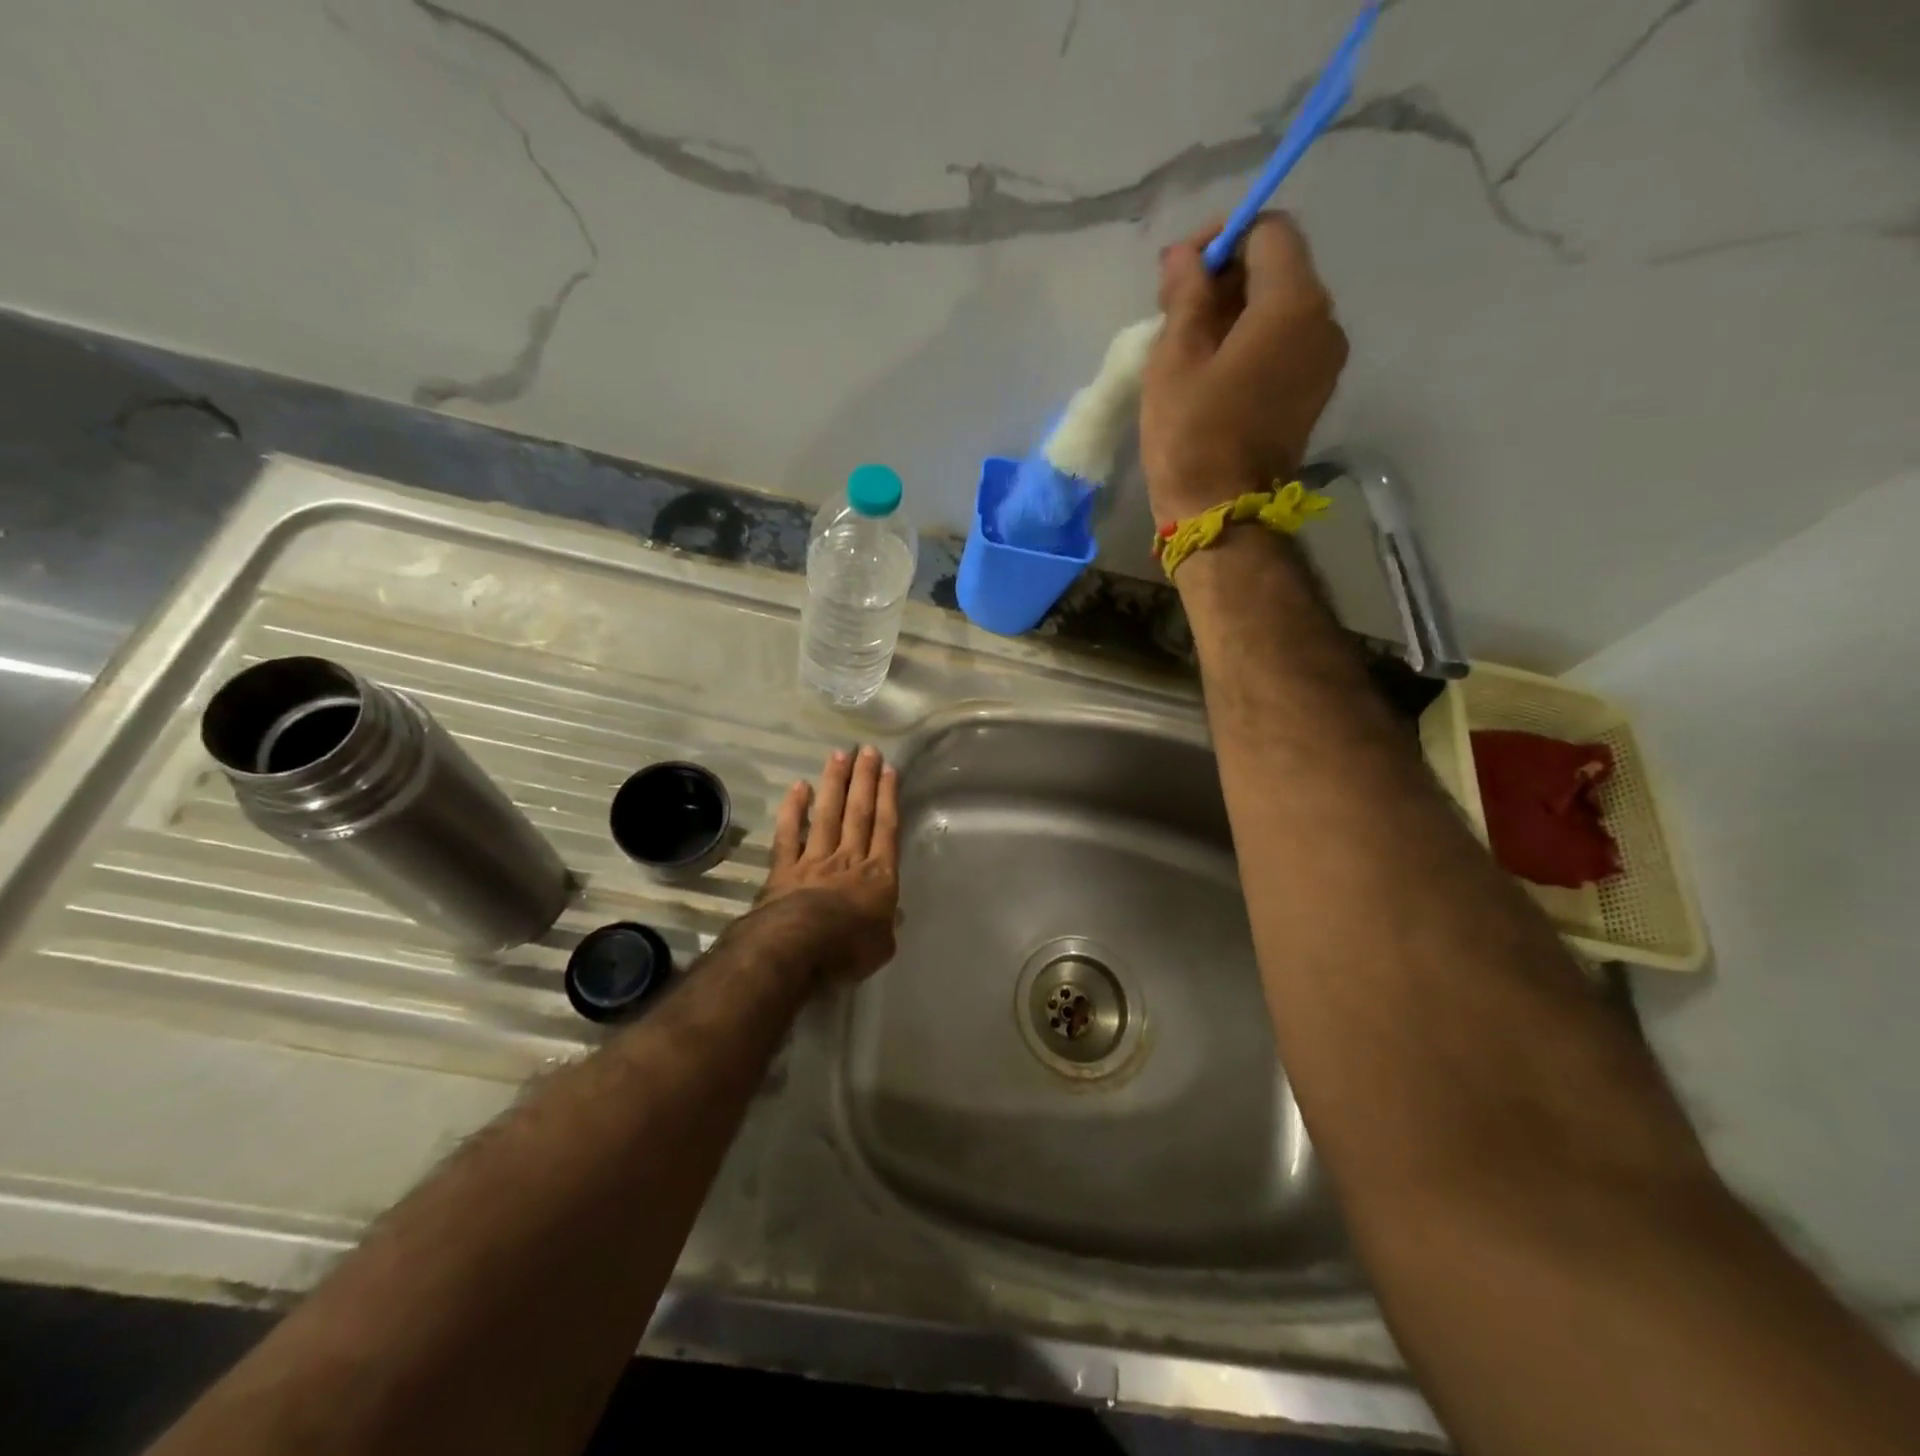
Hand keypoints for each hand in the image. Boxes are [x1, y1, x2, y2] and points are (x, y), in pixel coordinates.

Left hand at [754, 746, 900, 985]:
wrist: (796, 949)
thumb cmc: (847, 950)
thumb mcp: (881, 946)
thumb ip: (887, 927)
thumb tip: (892, 918)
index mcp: (878, 876)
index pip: (886, 828)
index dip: (888, 798)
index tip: (889, 770)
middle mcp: (848, 859)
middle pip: (859, 813)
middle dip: (864, 780)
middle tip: (867, 750)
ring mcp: (814, 860)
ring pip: (827, 814)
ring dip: (834, 784)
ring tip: (839, 755)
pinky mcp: (784, 868)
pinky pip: (789, 833)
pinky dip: (793, 810)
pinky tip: (798, 787)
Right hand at [1140, 214, 1348, 528]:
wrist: (1220, 515)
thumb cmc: (1191, 436)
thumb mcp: (1175, 358)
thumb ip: (1186, 294)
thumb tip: (1185, 254)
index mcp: (1294, 303)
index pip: (1268, 233)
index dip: (1222, 238)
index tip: (1179, 271)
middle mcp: (1324, 322)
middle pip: (1279, 269)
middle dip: (1227, 276)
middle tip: (1174, 307)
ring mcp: (1324, 361)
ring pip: (1281, 307)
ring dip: (1236, 310)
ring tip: (1189, 341)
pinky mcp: (1313, 392)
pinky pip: (1285, 343)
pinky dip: (1252, 340)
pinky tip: (1214, 368)